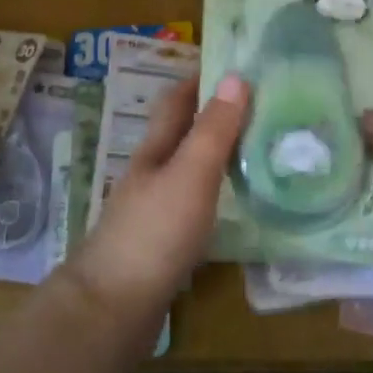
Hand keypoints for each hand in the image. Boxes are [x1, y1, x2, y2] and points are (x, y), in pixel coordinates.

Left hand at [64, 75, 247, 324]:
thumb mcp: (190, 174)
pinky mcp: (162, 243)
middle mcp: (152, 172)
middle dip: (215, 113)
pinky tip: (236, 202)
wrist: (111, 309)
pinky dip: (217, 191)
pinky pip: (195, 202)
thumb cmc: (154, 233)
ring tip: (258, 147)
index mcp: (156, 149)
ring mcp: (154, 209)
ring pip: (189, 168)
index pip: (177, 100)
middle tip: (261, 104)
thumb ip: (213, 130)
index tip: (237, 63)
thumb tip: (237, 76)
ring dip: (217, 152)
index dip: (201, 77)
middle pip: (183, 132)